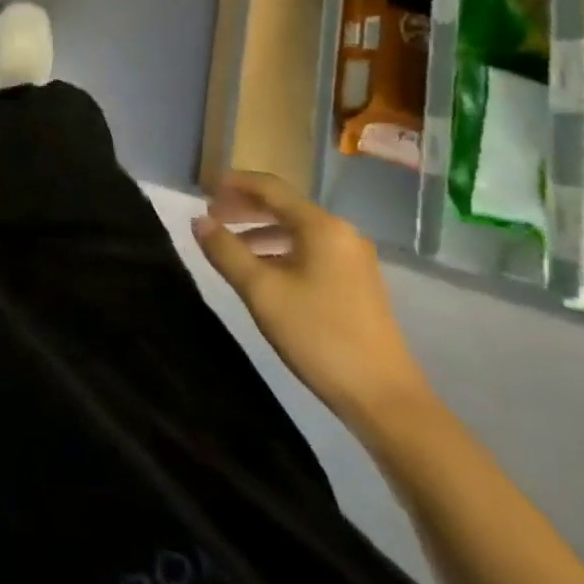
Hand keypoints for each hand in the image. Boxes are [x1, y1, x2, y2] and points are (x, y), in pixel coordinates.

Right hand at [192, 171, 433, 429]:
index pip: (270, 187)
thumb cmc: (319, 335)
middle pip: (284, 206)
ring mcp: (353, 259)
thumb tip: (198, 221)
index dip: (234, 184)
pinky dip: (280, 250)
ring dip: (261, 231)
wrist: (385, 399)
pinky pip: (310, 250)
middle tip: (212, 217)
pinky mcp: (356, 283)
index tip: (204, 190)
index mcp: (320, 226)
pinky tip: (263, 271)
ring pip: (296, 230)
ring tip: (230, 245)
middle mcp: (340, 233)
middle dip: (245, 208)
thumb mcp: (262, 291)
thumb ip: (226, 251)